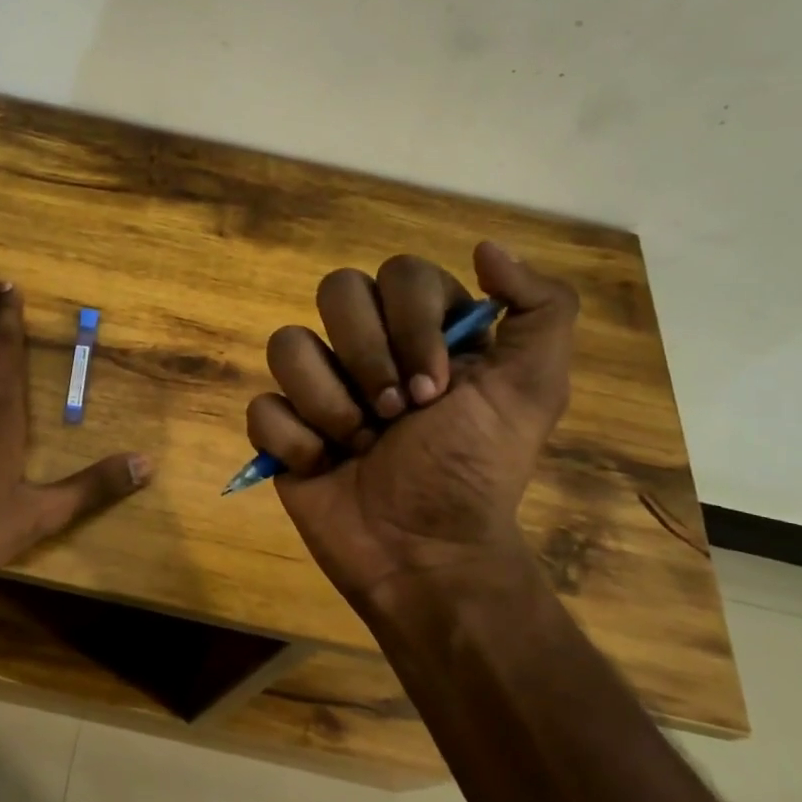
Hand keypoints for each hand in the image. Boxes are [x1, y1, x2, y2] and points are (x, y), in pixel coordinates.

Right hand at [246, 242, 576, 613]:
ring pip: (287, 344)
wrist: (425, 555)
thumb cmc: (475, 472)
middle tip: (396, 413)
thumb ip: (539, 309)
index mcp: (423, 331)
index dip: (411, 324)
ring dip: (328, 401)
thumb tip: (485, 247)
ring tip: (357, 445)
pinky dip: (292, 439)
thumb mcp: (532, 390)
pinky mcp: (280, 430)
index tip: (437, 388)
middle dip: (367, 356)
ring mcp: (318, 388)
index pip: (399, 274)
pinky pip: (262, 406)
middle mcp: (367, 348)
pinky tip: (321, 466)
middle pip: (335, 291)